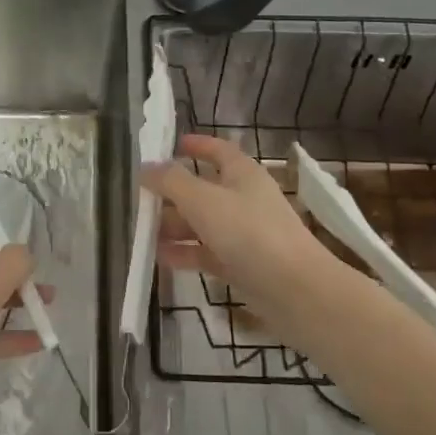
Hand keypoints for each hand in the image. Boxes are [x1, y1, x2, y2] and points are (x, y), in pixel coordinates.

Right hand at [142, 134, 355, 353]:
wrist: (295, 290)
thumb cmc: (249, 232)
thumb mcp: (204, 200)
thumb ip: (171, 182)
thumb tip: (146, 167)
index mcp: (243, 174)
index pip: (219, 150)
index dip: (197, 145)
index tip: (172, 145)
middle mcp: (244, 199)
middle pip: (204, 189)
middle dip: (173, 193)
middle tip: (140, 197)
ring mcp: (244, 233)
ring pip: (203, 223)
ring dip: (174, 225)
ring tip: (142, 231)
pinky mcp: (242, 264)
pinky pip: (206, 252)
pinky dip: (185, 252)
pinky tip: (159, 257)